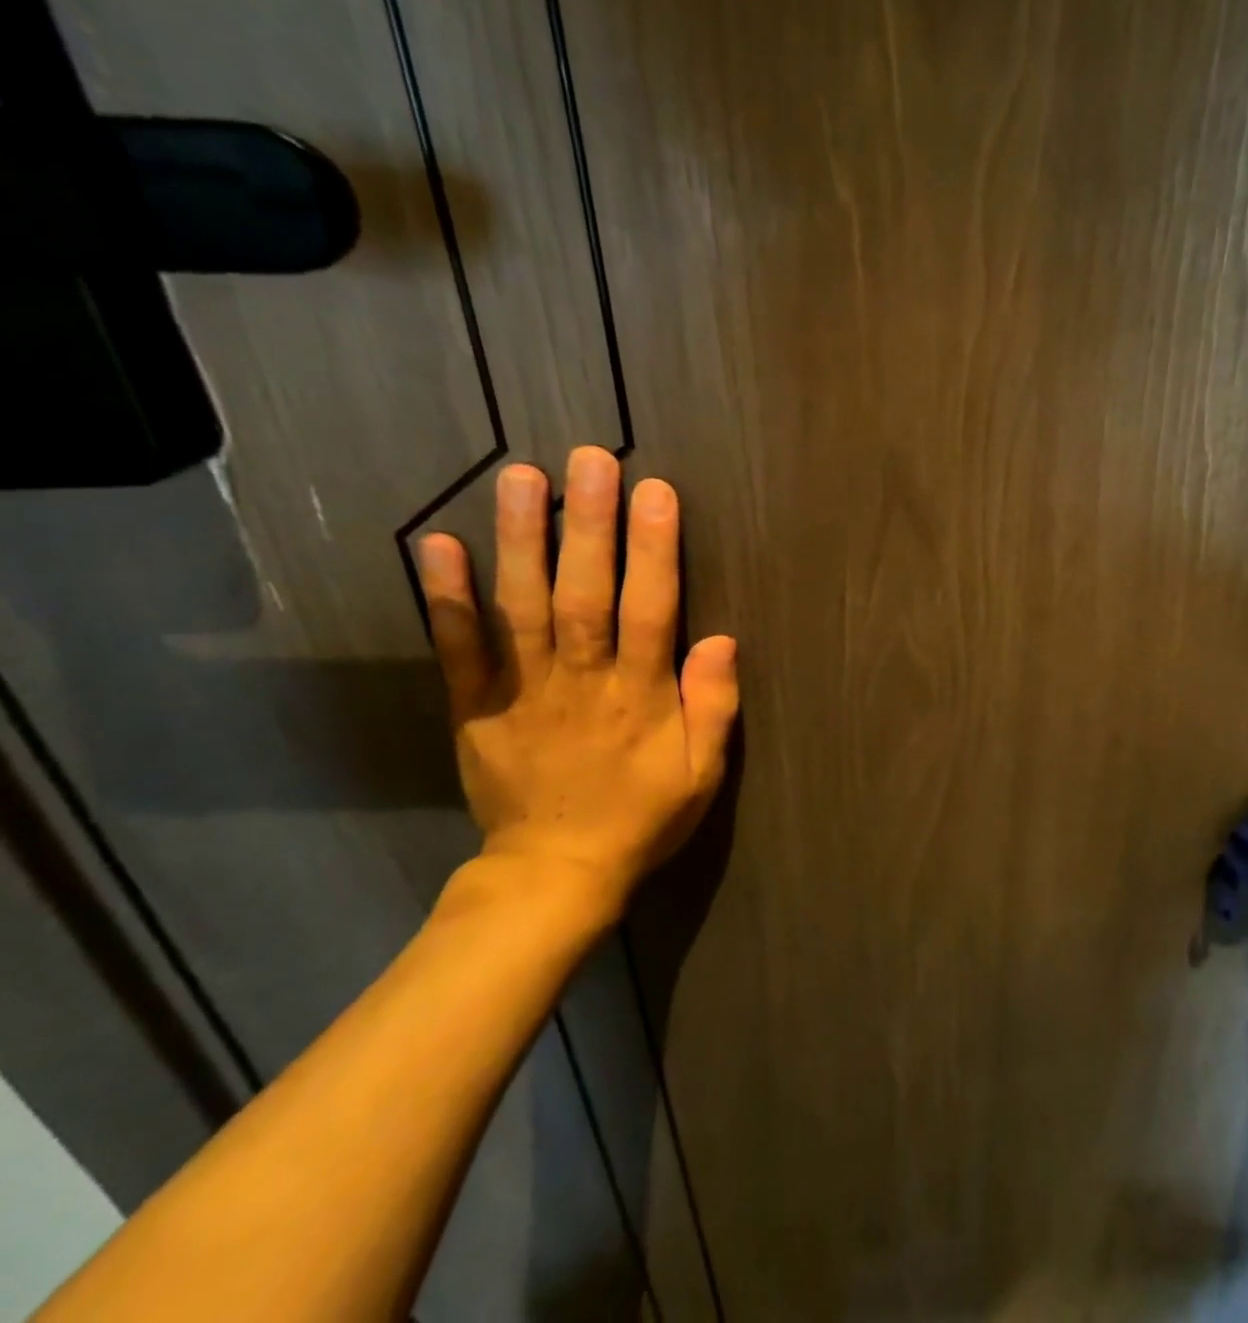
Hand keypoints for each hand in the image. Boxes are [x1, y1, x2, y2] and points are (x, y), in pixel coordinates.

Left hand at [417, 446, 738, 926]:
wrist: (554, 874)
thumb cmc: (643, 816)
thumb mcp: (703, 773)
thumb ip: (714, 706)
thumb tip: (722, 639)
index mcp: (640, 697)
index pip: (651, 610)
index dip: (655, 550)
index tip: (656, 493)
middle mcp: (581, 682)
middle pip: (584, 594)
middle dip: (589, 525)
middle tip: (590, 460)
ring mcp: (522, 692)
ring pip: (521, 607)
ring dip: (521, 540)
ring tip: (523, 478)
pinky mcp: (475, 707)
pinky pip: (459, 648)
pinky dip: (446, 597)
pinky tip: (438, 544)